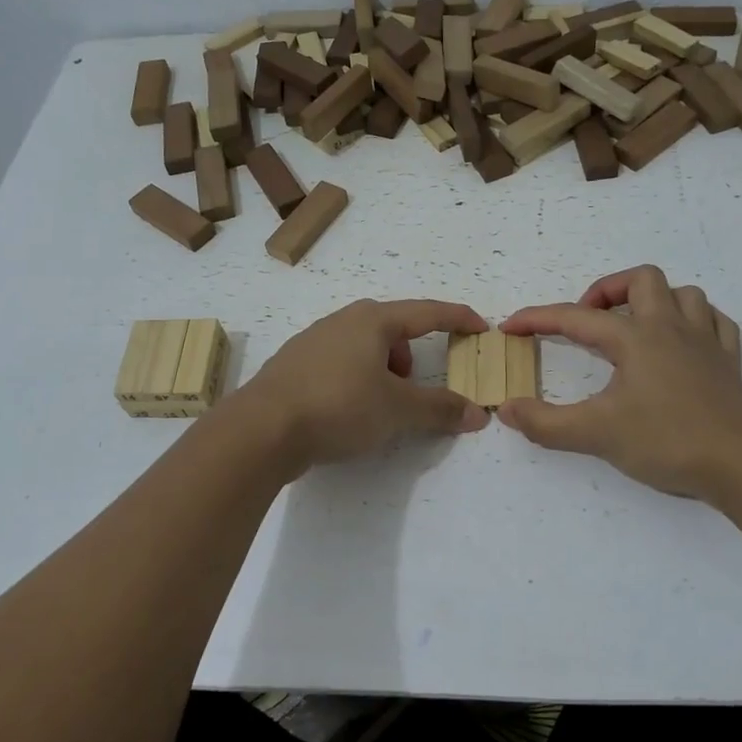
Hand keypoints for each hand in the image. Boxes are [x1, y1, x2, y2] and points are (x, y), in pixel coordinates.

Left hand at [237, 299, 489, 475]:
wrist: (260, 429)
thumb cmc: (338, 406)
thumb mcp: (397, 410)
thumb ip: (440, 409)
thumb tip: (478, 414)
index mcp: (372, 320)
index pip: (427, 312)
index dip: (458, 318)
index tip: (481, 327)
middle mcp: (342, 321)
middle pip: (393, 330)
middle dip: (411, 357)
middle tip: (414, 389)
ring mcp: (313, 340)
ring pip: (364, 348)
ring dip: (383, 372)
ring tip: (379, 407)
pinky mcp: (293, 365)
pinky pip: (339, 364)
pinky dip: (356, 380)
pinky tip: (346, 411)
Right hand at [499, 266, 741, 499]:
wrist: (739, 463)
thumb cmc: (666, 441)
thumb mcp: (596, 435)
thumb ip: (546, 423)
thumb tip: (507, 409)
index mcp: (635, 338)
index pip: (576, 318)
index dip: (537, 318)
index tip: (510, 327)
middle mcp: (670, 327)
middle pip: (641, 280)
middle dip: (608, 290)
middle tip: (590, 321)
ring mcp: (705, 341)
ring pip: (683, 294)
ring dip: (655, 301)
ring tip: (636, 327)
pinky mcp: (728, 361)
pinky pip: (715, 321)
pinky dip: (695, 321)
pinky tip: (683, 341)